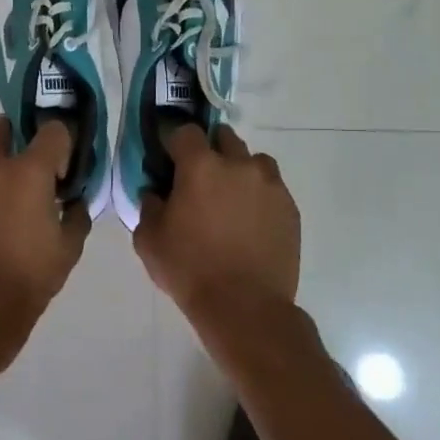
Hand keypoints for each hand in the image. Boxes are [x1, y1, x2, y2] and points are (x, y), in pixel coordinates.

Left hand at [0, 116, 91, 376]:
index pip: (53, 130)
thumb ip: (77, 214)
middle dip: (19, 136)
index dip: (63, 143)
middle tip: (32, 165)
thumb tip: (74, 200)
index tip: (64, 169)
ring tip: (6, 186)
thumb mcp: (69, 248)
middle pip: (3, 127)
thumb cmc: (28, 279)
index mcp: (28, 172)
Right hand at [134, 125, 300, 354]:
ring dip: (239, 170)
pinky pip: (272, 187)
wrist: (245, 307)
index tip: (168, 160)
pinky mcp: (290, 208)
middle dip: (210, 150)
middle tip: (200, 179)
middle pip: (223, 138)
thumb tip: (156, 192)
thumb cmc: (190, 270)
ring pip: (253, 160)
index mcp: (201, 166)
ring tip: (230, 199)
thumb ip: (149, 206)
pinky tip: (249, 221)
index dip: (174, 143)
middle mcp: (239, 164)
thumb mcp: (149, 240)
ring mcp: (270, 184)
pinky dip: (259, 195)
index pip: (185, 132)